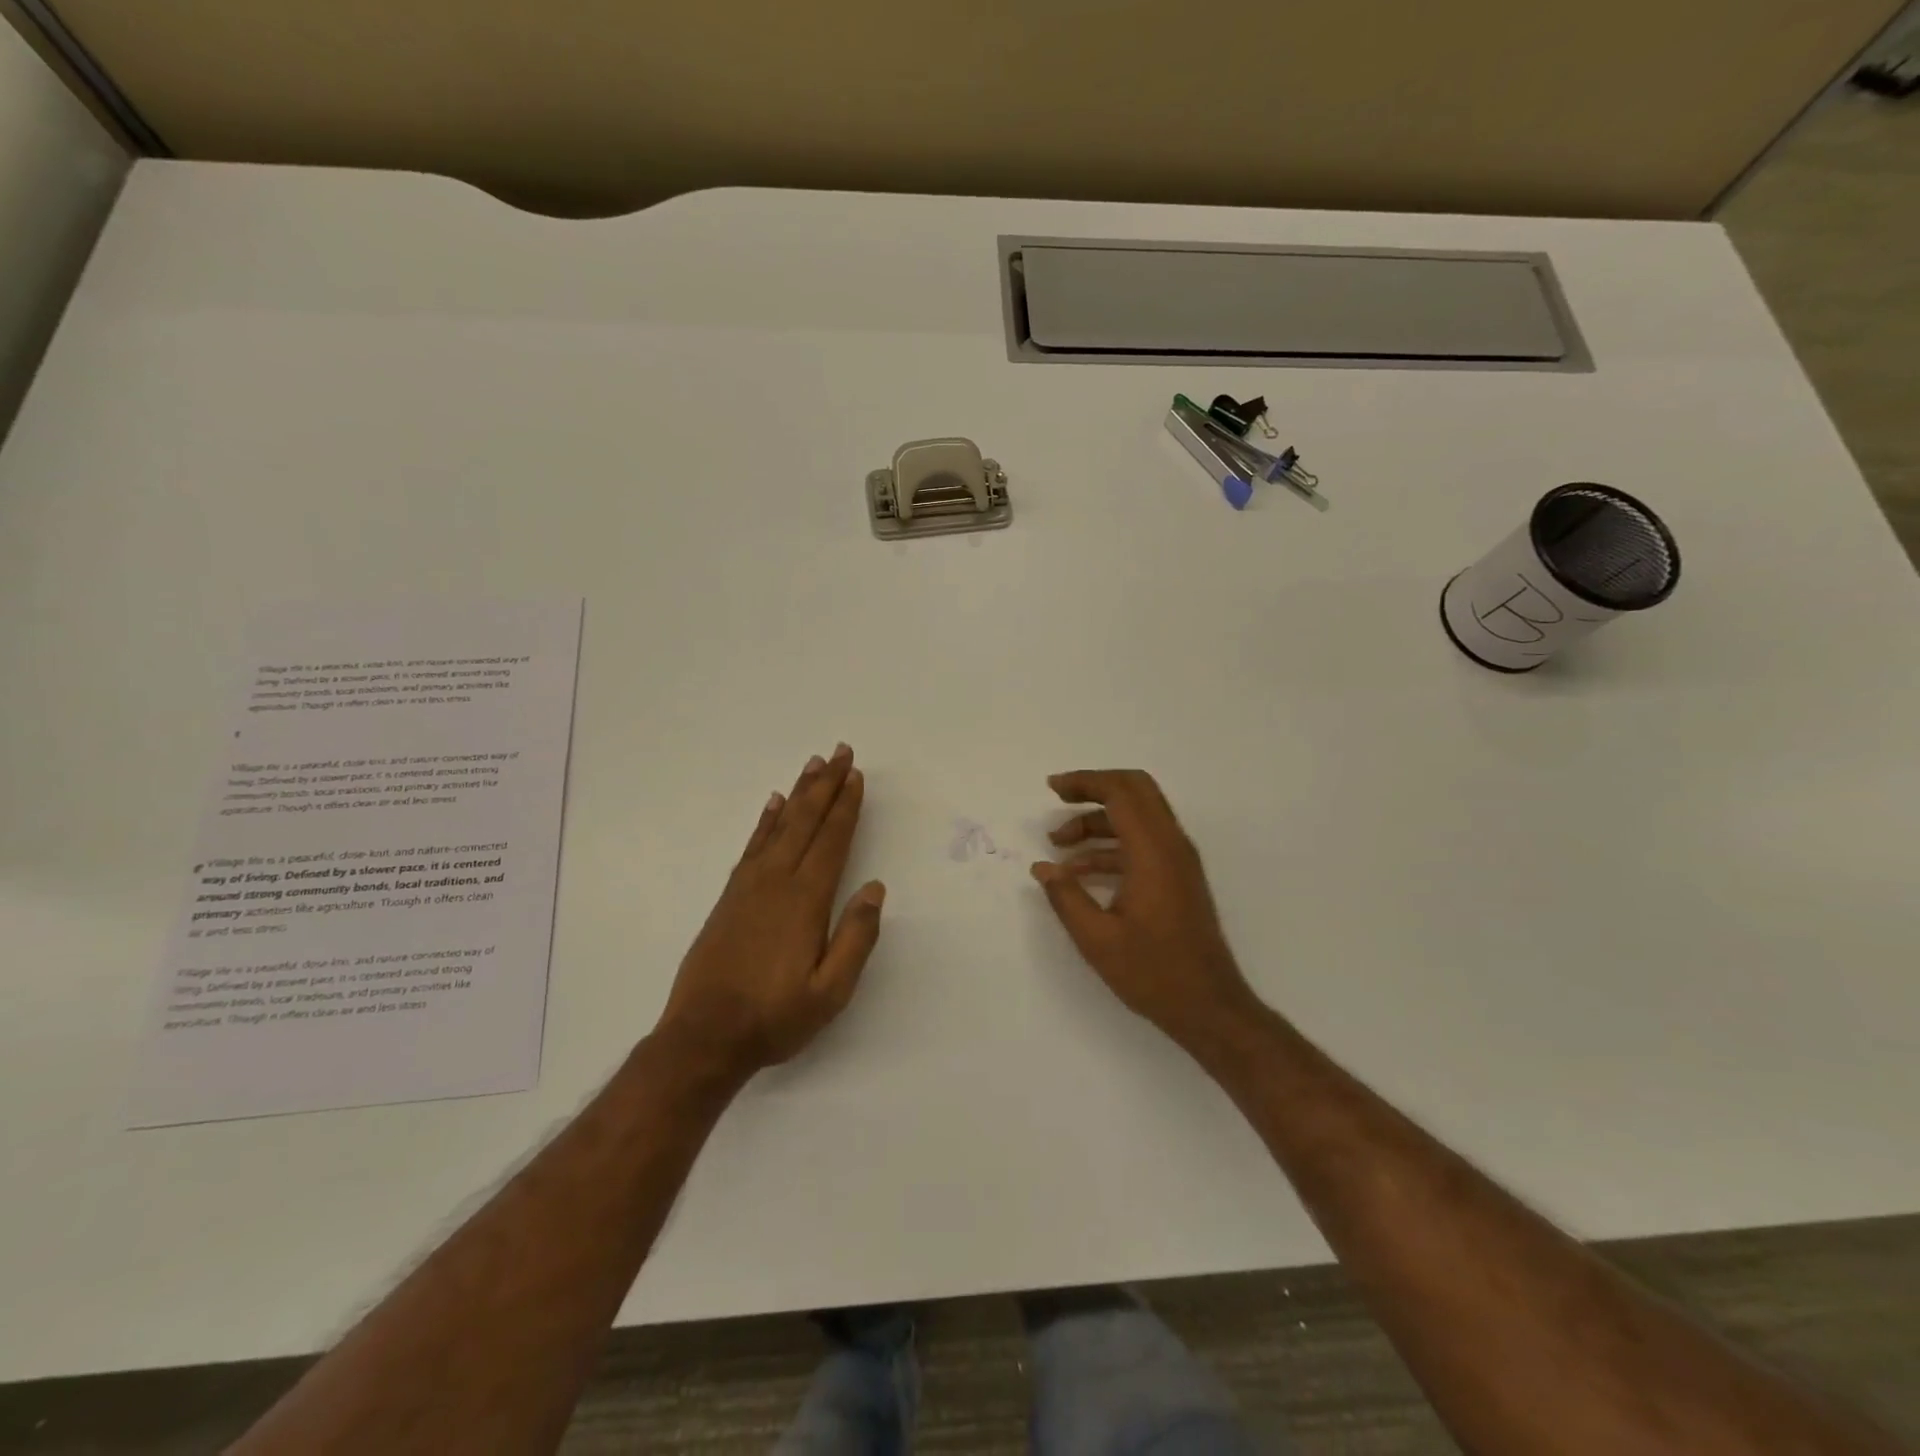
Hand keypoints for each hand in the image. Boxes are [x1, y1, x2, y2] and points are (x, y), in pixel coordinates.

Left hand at [655, 744, 884, 1079]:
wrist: (704, 1036)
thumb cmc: (775, 1017)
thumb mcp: (830, 992)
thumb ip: (856, 938)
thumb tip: (875, 889)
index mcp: (805, 900)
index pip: (832, 840)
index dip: (846, 806)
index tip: (856, 775)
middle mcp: (776, 881)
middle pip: (806, 821)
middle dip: (826, 785)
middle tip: (840, 752)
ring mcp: (748, 886)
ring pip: (779, 825)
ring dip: (798, 793)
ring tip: (812, 765)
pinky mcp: (729, 897)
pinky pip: (752, 845)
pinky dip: (765, 820)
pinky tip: (772, 804)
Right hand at [1031, 769, 1261, 1052]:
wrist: (1209, 1007)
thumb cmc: (1153, 973)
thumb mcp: (1097, 939)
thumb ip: (1066, 896)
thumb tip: (1043, 867)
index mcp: (1153, 853)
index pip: (1121, 792)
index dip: (1085, 782)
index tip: (1052, 788)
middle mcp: (1172, 845)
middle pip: (1136, 790)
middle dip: (1094, 788)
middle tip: (1058, 798)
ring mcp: (1179, 861)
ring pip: (1138, 816)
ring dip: (1099, 820)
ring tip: (1059, 843)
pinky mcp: (1178, 877)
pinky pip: (1143, 841)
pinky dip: (1112, 843)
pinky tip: (1081, 871)